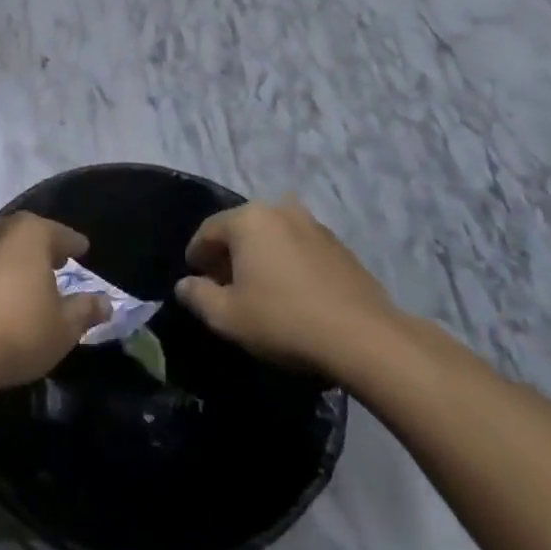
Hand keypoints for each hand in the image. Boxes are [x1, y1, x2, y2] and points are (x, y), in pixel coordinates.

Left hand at [0, 213, 109, 392]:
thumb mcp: (64, 327)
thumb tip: (105, 302)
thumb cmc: (17, 331)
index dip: (75, 245)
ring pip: (0, 248)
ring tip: (28, 280)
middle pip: (27, 234)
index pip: (61, 234)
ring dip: (14, 261)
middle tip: (57, 262)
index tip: (83, 250)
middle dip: (42, 247)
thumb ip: (85, 310)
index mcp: (30, 233)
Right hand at [175, 198, 400, 379]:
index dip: (196, 256)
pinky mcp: (341, 247)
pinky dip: (288, 263)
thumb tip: (185, 284)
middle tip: (224, 286)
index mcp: (248, 219)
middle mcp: (280, 211)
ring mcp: (315, 226)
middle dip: (228, 255)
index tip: (195, 279)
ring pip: (273, 237)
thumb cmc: (283, 320)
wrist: (364, 338)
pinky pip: (299, 249)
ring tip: (259, 290)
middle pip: (241, 229)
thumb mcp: (226, 316)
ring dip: (260, 257)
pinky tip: (291, 293)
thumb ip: (197, 295)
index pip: (207, 231)